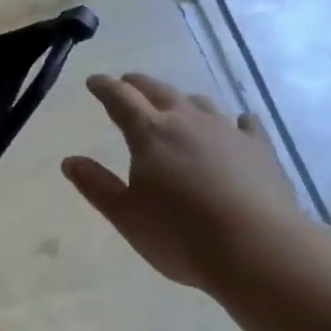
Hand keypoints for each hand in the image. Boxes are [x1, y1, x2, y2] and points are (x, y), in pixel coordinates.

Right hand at [62, 73, 303, 291]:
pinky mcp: (261, 150)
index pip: (120, 99)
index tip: (93, 81)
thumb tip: (69, 161)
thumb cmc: (180, 234)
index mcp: (149, 134)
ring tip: (175, 106)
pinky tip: (238, 124)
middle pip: (159, 91)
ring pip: (200, 104)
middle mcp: (187, 122)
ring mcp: (228, 132)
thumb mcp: (125, 215)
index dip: (104, 88)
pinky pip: (246, 125)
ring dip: (182, 101)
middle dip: (139, 84)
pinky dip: (235, 121)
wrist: (258, 249)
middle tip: (127, 82)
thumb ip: (96, 185)